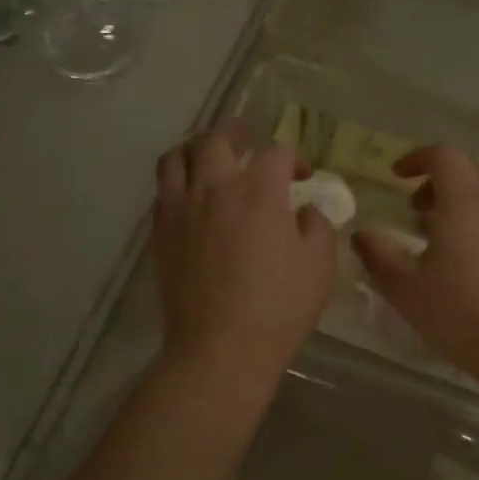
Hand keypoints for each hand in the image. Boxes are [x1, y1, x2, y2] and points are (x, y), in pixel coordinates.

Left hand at [152, 122, 335, 382]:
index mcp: (259, 190)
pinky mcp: (160, 233)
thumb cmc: (278, 307)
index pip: (277, 153)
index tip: (303, 176)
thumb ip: (318, 227)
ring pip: (176, 157)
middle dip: (235, 131)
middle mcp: (214, 187)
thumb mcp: (318, 265)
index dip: (295, 159)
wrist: (219, 348)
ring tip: (207, 155)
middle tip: (246, 136)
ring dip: (195, 148)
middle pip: (216, 139)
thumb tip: (305, 211)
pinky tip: (190, 197)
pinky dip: (177, 182)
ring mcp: (181, 209)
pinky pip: (162, 191)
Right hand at [352, 146, 478, 385]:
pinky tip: (476, 260)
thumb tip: (361, 234)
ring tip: (444, 237)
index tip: (396, 177)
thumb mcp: (405, 287)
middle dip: (440, 177)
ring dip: (464, 200)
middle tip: (417, 209)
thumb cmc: (460, 314)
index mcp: (465, 201)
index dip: (417, 158)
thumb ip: (378, 254)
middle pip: (471, 166)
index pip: (444, 154)